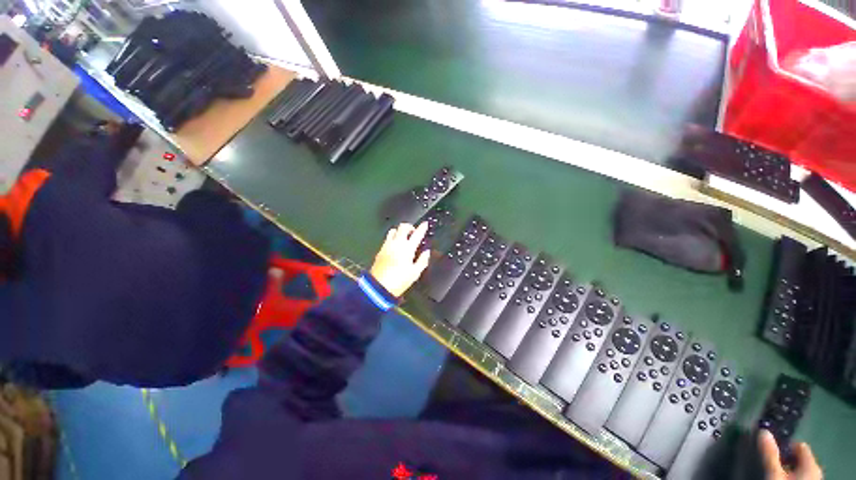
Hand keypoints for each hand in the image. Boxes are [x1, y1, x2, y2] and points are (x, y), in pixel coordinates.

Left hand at [370, 223, 430, 296]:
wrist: (379, 286)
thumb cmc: (399, 281)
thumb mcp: (415, 273)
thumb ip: (422, 261)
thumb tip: (426, 253)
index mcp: (408, 248)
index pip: (417, 234)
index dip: (422, 228)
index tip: (425, 224)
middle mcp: (397, 244)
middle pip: (403, 227)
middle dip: (410, 226)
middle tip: (413, 231)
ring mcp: (387, 245)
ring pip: (393, 230)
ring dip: (400, 231)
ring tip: (403, 236)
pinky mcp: (380, 250)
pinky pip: (387, 238)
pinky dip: (393, 237)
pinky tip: (395, 244)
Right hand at [759, 429, 822, 479]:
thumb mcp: (774, 474)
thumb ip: (770, 453)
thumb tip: (763, 432)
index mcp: (812, 464)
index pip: (799, 445)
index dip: (784, 445)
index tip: (770, 449)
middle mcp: (816, 471)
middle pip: (799, 458)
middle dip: (785, 459)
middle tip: (771, 464)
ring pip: (799, 469)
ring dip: (787, 469)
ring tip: (774, 474)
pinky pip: (799, 476)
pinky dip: (790, 476)